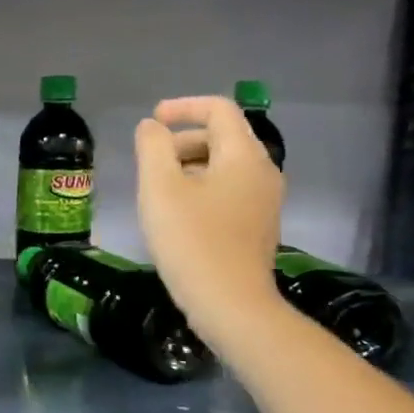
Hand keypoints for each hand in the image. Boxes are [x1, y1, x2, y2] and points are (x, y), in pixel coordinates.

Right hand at [135, 95, 285, 345]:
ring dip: (188, 167)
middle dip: (182, 141)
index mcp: (243, 156)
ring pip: (224, 167)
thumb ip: (152, 147)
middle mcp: (262, 172)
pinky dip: (201, 190)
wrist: (230, 305)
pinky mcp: (257, 227)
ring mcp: (264, 202)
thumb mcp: (159, 187)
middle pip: (222, 138)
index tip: (152, 120)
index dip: (183, 107)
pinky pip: (228, 192)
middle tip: (149, 163)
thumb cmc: (191, 240)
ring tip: (157, 192)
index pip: (219, 110)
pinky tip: (177, 216)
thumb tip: (151, 128)